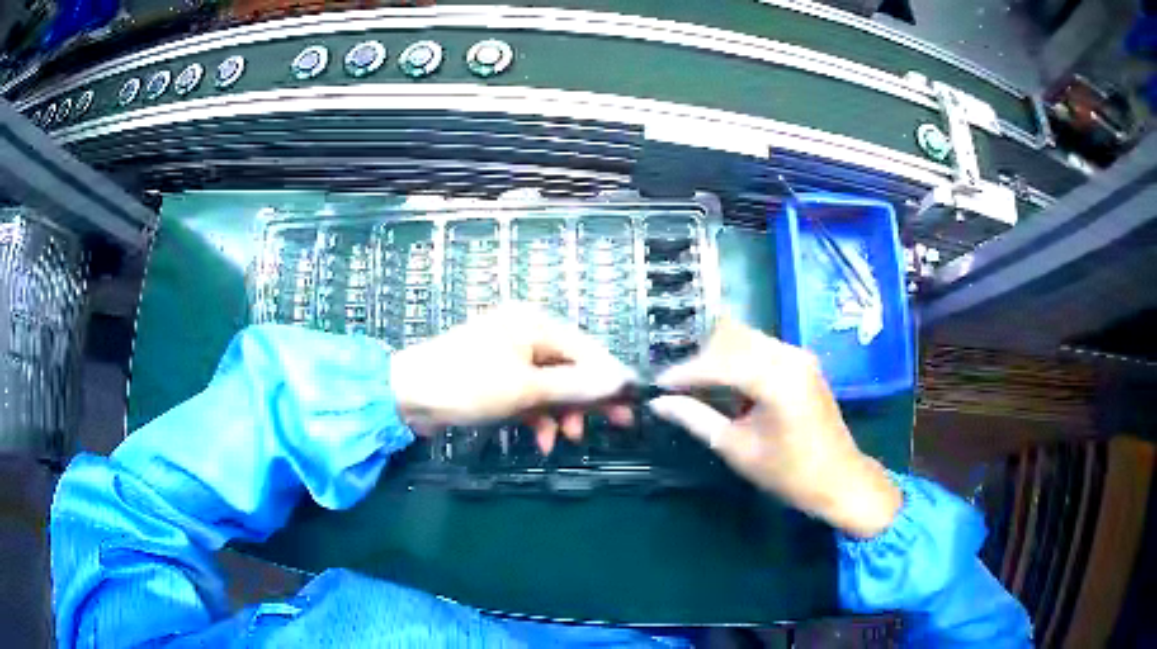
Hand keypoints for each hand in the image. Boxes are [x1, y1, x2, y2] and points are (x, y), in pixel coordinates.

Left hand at [390, 303, 636, 452]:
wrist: (407, 395)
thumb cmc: (467, 384)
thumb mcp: (526, 389)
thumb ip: (575, 386)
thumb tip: (621, 381)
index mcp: (535, 324)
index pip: (587, 350)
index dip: (611, 379)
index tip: (631, 406)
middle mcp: (526, 333)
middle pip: (571, 367)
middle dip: (588, 399)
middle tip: (614, 426)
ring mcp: (511, 355)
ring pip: (552, 384)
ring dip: (562, 412)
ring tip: (565, 439)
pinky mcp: (498, 376)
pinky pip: (530, 394)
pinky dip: (539, 415)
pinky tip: (542, 438)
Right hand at [648, 319, 900, 537]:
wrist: (838, 479)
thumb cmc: (788, 473)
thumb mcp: (737, 449)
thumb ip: (696, 420)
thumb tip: (659, 403)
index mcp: (776, 379)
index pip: (718, 363)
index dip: (684, 372)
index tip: (657, 384)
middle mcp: (789, 355)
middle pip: (732, 338)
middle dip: (700, 358)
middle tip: (676, 384)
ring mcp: (799, 355)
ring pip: (746, 339)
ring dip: (718, 356)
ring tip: (695, 383)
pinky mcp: (803, 361)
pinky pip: (761, 348)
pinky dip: (738, 359)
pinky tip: (725, 382)